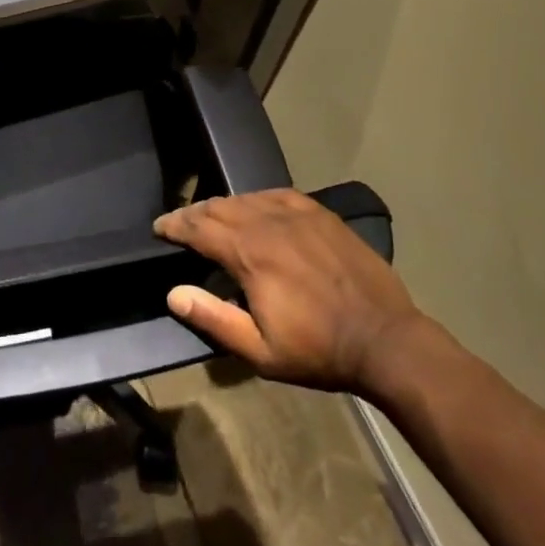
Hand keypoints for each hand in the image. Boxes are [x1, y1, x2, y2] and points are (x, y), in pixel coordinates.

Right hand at [154, 188, 425, 394]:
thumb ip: (214, 319)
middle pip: (220, 207)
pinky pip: (278, 194)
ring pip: (247, 198)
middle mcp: (268, 224)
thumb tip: (173, 294)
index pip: (199, 228)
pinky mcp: (320, 214)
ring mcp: (298, 215)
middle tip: (179, 223)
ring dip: (223, 205)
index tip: (159, 227)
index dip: (175, 225)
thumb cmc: (318, 350)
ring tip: (211, 215)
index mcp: (249, 254)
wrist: (385, 339)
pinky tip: (255, 205)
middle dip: (194, 213)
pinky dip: (257, 198)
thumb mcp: (260, 351)